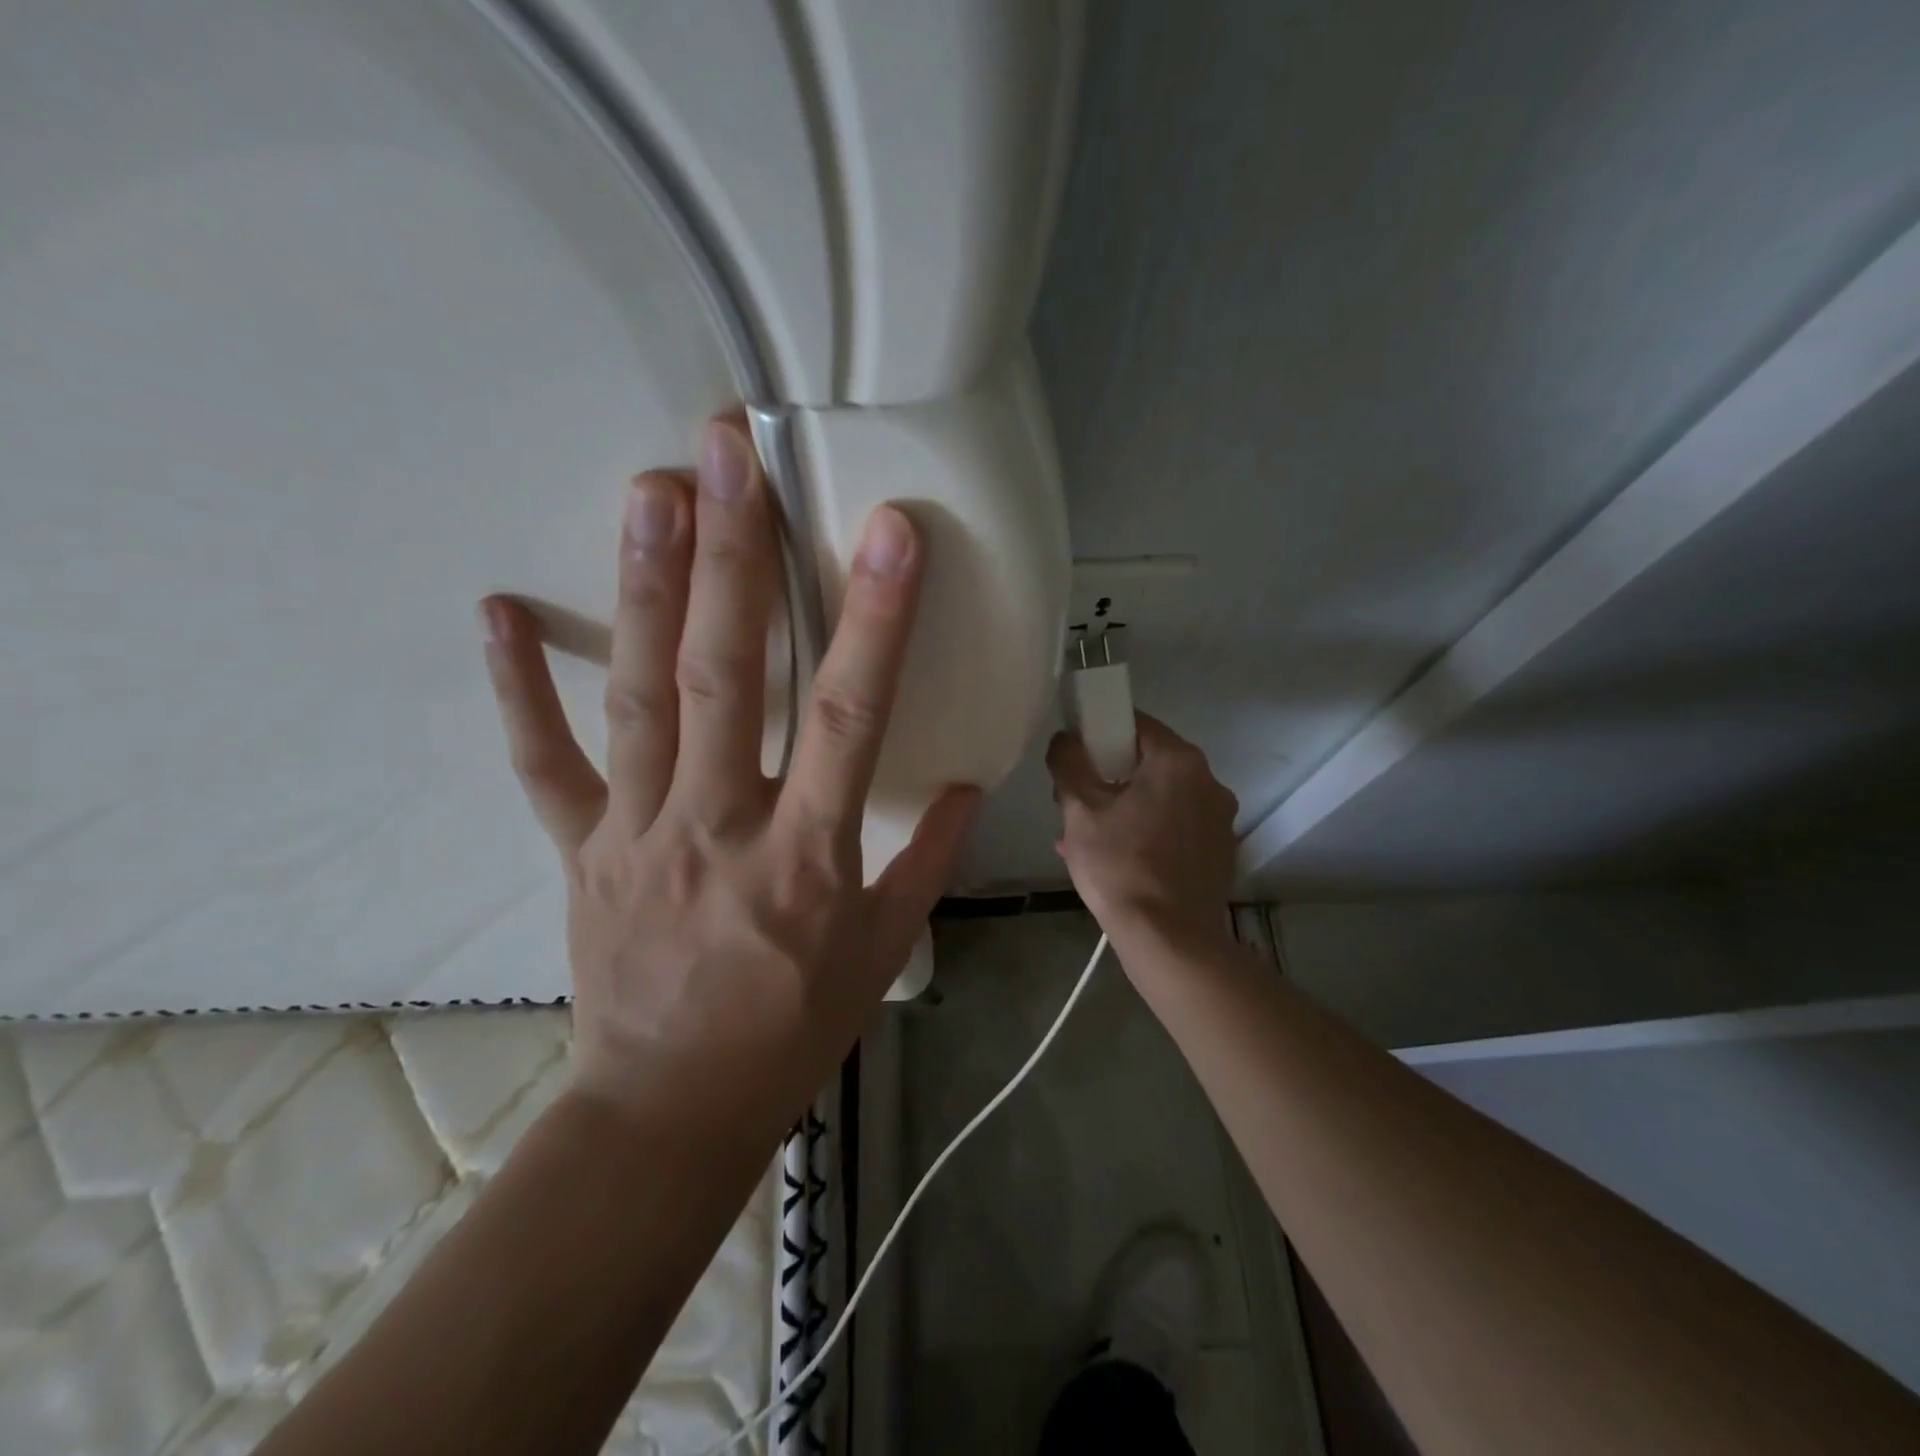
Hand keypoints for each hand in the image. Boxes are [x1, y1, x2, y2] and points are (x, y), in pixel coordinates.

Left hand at [478, 417, 977, 1133]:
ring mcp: (637, 830)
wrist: (672, 1109)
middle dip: (737, 557)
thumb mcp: (883, 950)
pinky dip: (520, 689)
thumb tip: (967, 784)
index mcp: (806, 855)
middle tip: (733, 452)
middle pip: (729, 675)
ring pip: (640, 695)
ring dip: (645, 585)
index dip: (874, 619)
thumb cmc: (793, 1030)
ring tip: (652, 489)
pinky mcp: (581, 847)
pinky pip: (545, 762)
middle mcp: (717, 825)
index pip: (850, 716)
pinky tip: (499, 611)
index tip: (893, 532)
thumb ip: (927, 859)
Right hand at [1047, 714, 1237, 950]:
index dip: (1099, 732)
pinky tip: (1118, 863)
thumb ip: (1068, 763)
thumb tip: (1066, 739)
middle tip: (1076, 805)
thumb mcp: (1080, 810)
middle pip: (1148, 763)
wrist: (1169, 941)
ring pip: (1160, 799)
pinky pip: (1175, 829)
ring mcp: (1219, 820)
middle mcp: (1210, 782)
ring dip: (1124, 809)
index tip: (1075, 758)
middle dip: (1108, 778)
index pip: (1135, 724)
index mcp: (1179, 761)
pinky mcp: (1219, 853)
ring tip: (1087, 840)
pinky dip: (1147, 834)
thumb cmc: (1121, 867)